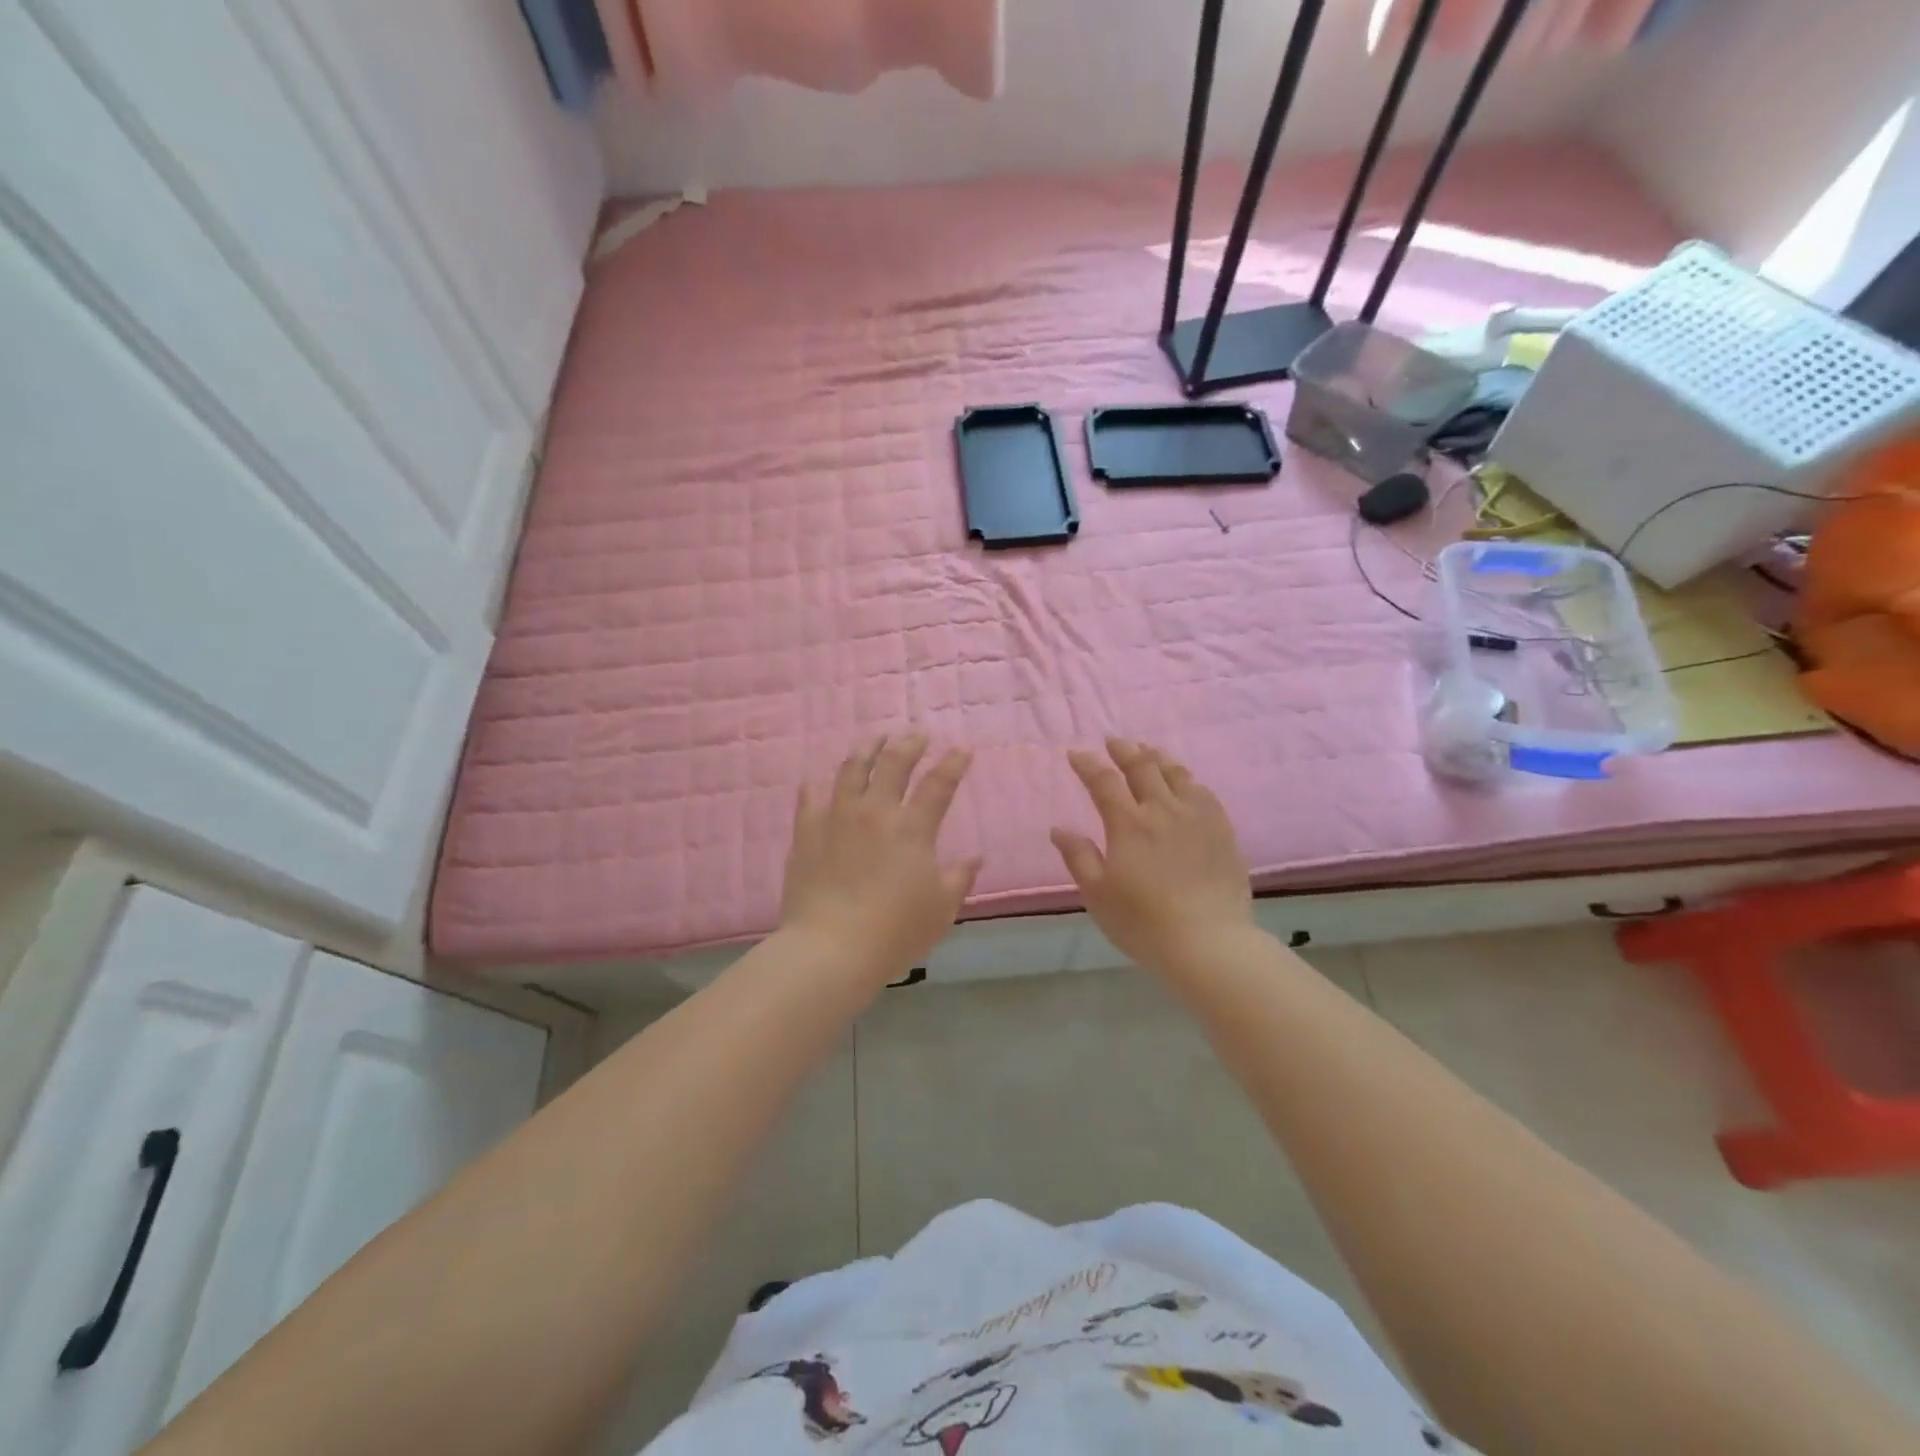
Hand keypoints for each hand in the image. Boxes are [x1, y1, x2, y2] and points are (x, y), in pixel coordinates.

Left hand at [779, 734, 981, 983]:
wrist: (830, 948)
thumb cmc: (894, 932)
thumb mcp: (941, 910)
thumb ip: (959, 878)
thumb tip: (975, 857)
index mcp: (912, 829)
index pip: (938, 785)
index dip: (953, 764)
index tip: (962, 750)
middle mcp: (875, 812)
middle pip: (893, 765)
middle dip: (909, 745)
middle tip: (916, 736)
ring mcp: (837, 818)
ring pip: (852, 770)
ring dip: (867, 750)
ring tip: (875, 741)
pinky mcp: (807, 833)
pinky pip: (810, 798)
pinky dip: (817, 785)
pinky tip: (818, 780)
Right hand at [1051, 738, 1253, 972]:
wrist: (1209, 942)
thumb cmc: (1143, 922)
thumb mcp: (1098, 894)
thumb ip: (1078, 857)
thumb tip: (1059, 829)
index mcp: (1128, 824)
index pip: (1104, 782)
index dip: (1088, 764)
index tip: (1077, 754)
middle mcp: (1163, 810)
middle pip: (1142, 767)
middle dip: (1124, 750)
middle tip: (1114, 742)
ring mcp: (1197, 817)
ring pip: (1176, 774)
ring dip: (1157, 757)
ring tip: (1148, 751)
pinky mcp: (1222, 831)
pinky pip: (1204, 792)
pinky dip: (1188, 779)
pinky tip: (1186, 781)